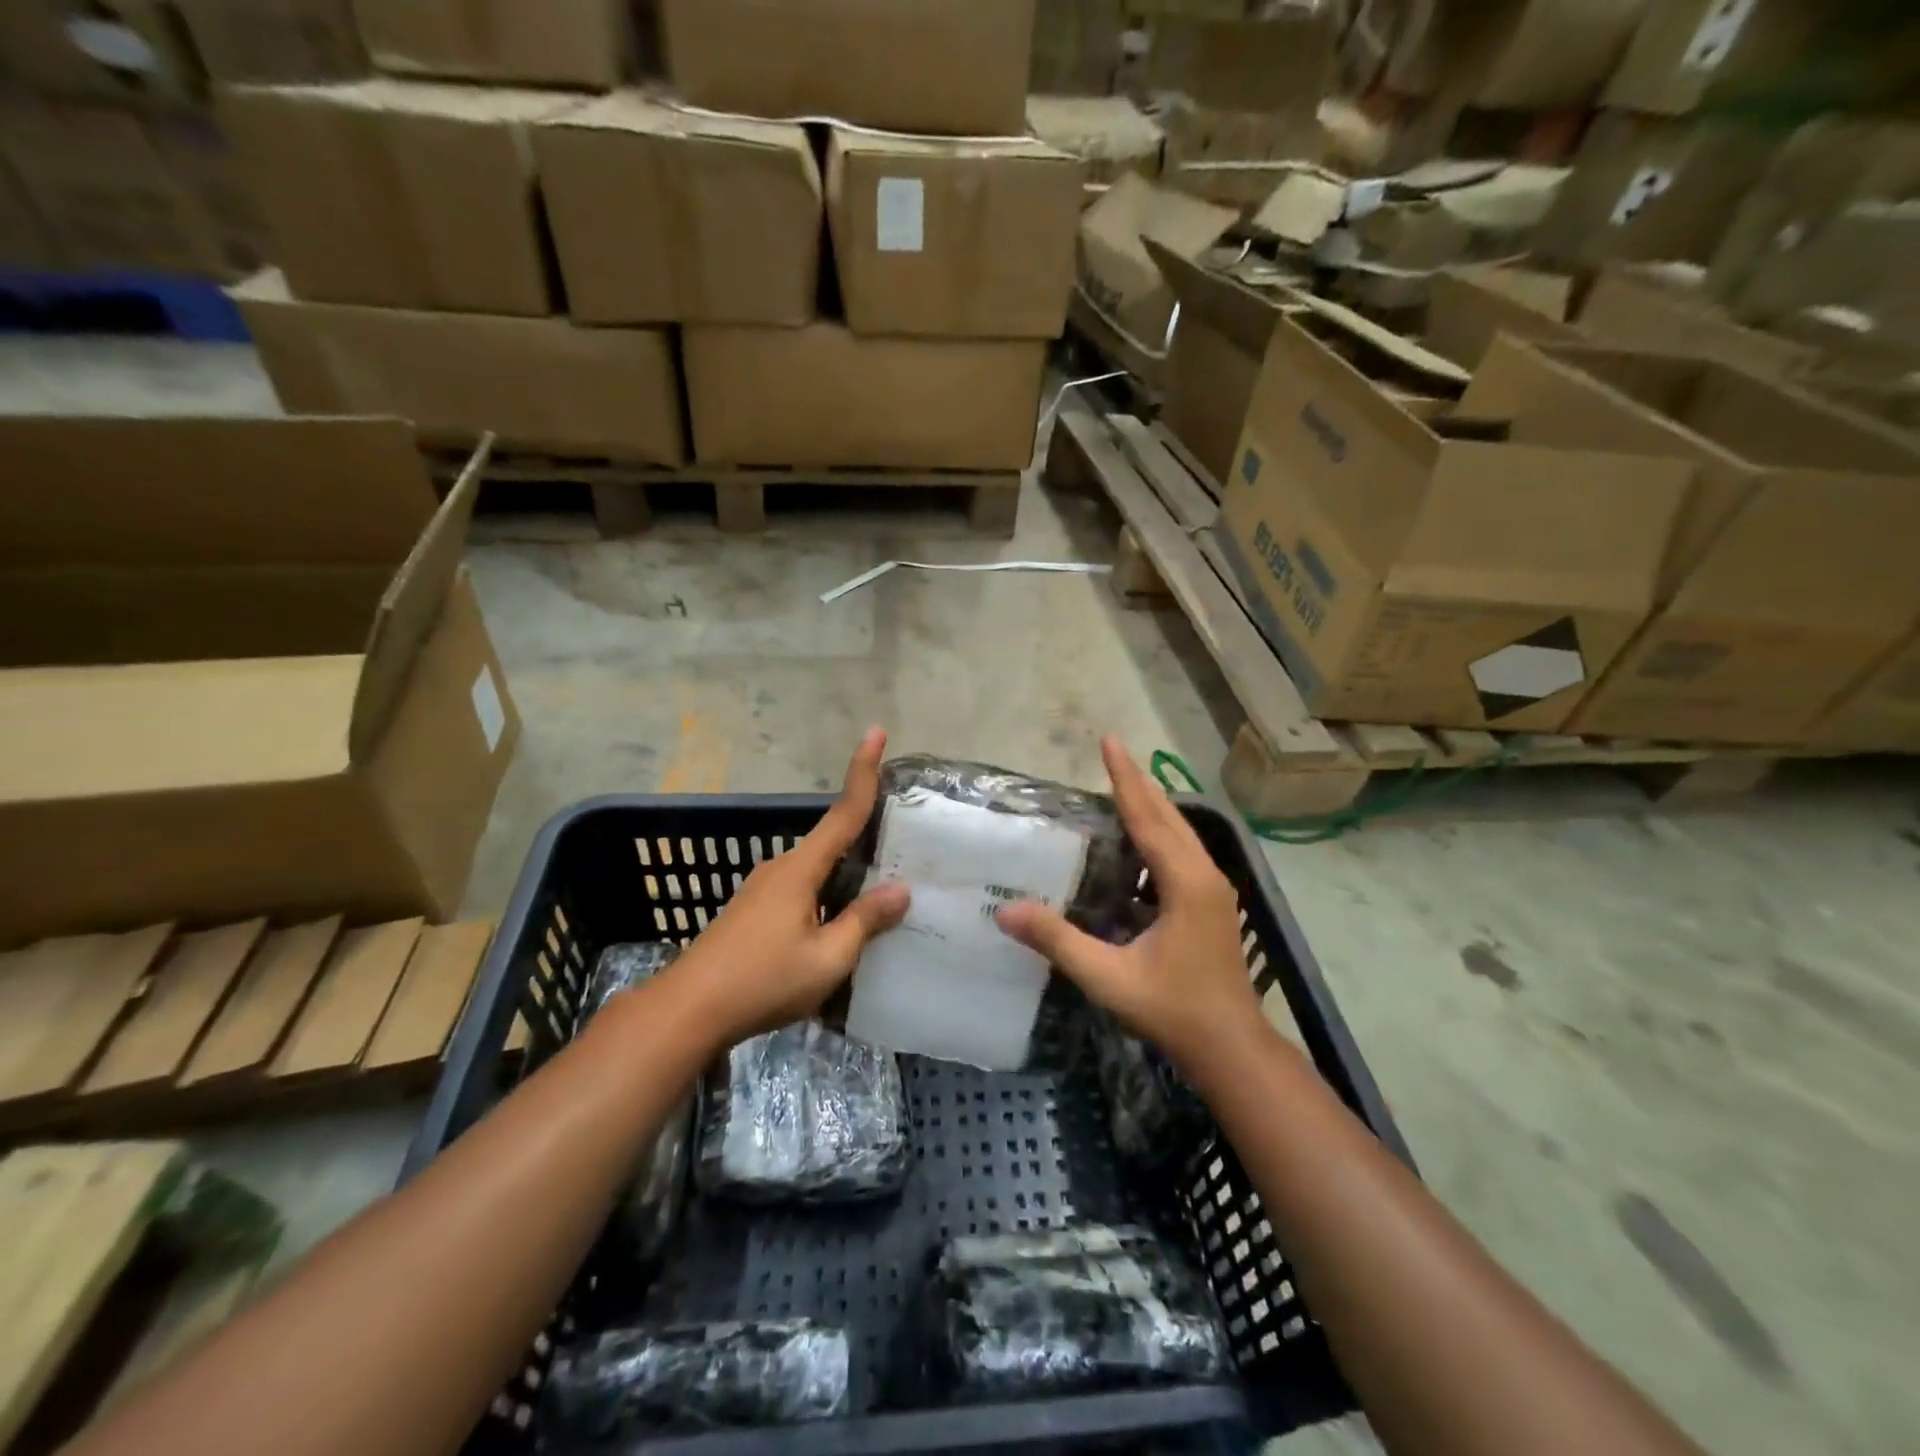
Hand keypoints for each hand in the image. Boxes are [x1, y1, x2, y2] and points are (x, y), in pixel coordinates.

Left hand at [664, 728, 909, 1050]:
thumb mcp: (828, 958)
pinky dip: (829, 894)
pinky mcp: (754, 912)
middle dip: (865, 835)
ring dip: (847, 873)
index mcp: (801, 869)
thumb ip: (865, 921)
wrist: (687, 1011)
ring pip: (817, 870)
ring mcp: (763, 890)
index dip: (864, 772)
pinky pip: (803, 890)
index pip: (843, 813)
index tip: (876, 732)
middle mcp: (781, 868)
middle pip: (832, 841)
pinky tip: (841, 923)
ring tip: (882, 894)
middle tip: (905, 843)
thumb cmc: (763, 980)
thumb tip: (901, 890)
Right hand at [995, 735, 1260, 1073]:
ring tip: (1119, 786)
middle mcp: (1204, 875)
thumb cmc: (1173, 1010)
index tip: (1109, 740)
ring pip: (1180, 833)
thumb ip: (1058, 941)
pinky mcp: (1211, 903)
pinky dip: (1157, 834)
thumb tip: (1006, 911)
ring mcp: (1213, 889)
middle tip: (1111, 751)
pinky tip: (1136, 843)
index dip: (1125, 778)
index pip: (1149, 817)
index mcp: (1185, 882)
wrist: (1231, 1048)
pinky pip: (1181, 853)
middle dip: (1138, 782)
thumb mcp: (1108, 977)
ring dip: (1150, 806)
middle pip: (1169, 815)